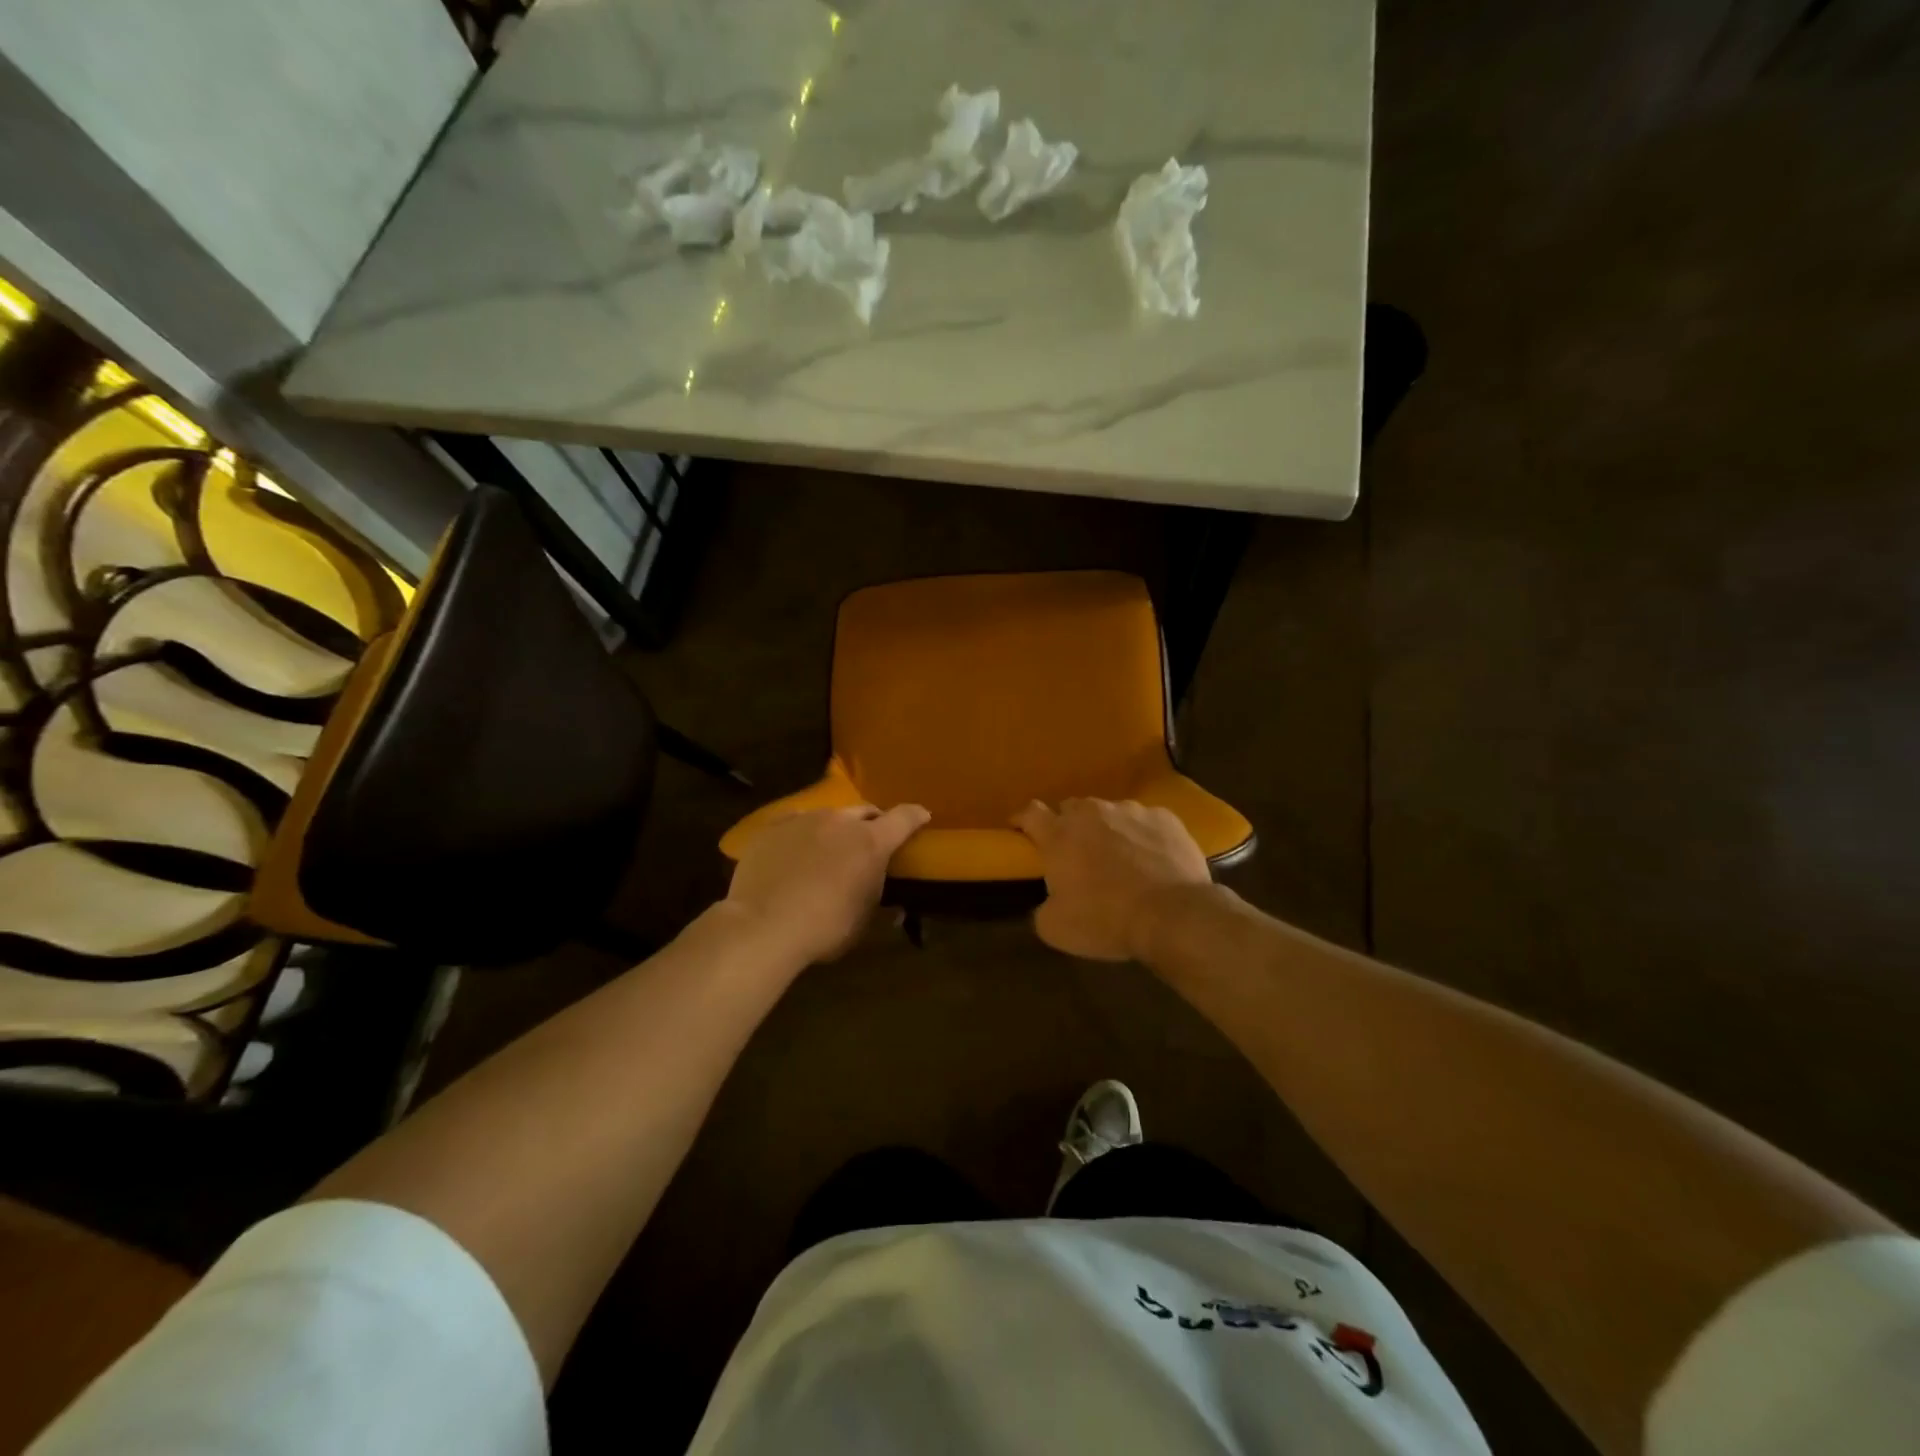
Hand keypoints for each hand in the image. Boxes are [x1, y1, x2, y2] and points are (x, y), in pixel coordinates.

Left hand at [725, 804, 930, 964]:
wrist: (762, 926)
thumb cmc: (824, 929)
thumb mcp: (862, 920)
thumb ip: (876, 897)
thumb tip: (888, 900)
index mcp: (871, 842)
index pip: (904, 817)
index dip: (916, 816)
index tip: (922, 817)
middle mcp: (841, 821)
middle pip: (866, 811)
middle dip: (873, 824)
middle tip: (870, 842)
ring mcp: (804, 820)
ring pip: (829, 815)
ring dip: (837, 829)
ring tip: (829, 848)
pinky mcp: (773, 827)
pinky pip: (797, 822)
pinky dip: (804, 832)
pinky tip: (797, 850)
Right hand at [1013, 798, 1211, 960]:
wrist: (1173, 915)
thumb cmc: (1106, 920)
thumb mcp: (1056, 928)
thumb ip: (1042, 907)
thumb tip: (1048, 902)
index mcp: (1059, 835)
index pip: (1031, 813)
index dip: (1023, 820)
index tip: (1021, 831)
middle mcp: (1092, 813)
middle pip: (1071, 808)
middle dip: (1068, 826)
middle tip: (1075, 853)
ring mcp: (1131, 811)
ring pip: (1109, 813)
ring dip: (1107, 829)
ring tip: (1119, 857)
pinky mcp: (1164, 817)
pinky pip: (1145, 821)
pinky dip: (1141, 835)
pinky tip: (1151, 858)